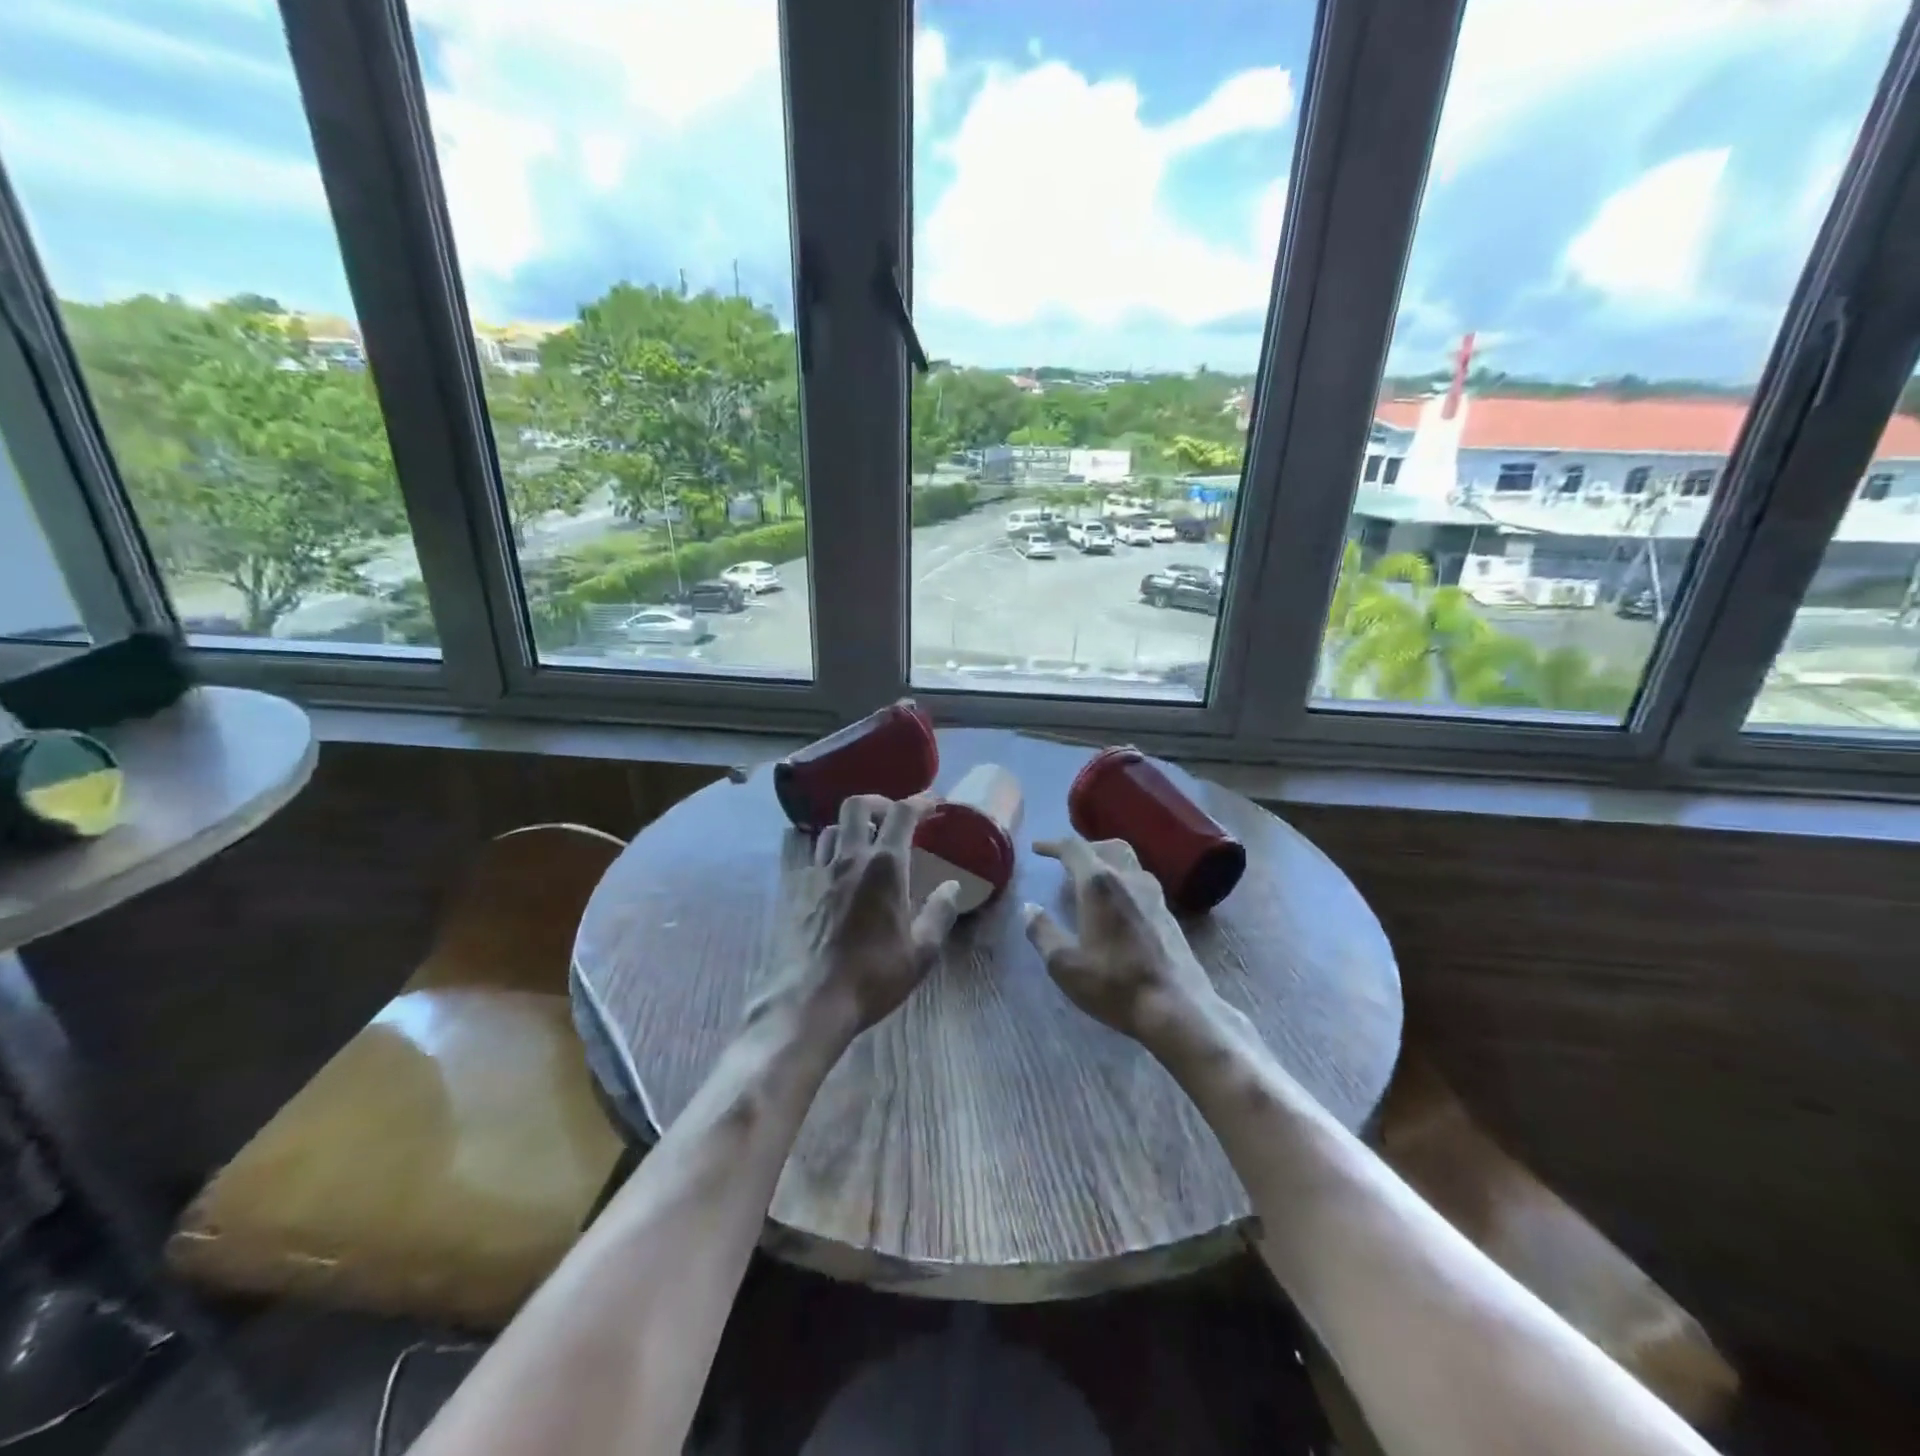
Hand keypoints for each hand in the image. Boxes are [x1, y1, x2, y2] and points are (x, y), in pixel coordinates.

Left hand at [783, 794, 961, 1038]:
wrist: (812, 1001)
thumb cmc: (873, 976)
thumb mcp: (922, 951)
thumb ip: (940, 913)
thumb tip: (952, 887)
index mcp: (884, 867)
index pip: (902, 813)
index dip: (921, 800)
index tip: (934, 803)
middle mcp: (849, 859)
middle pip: (857, 806)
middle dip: (879, 803)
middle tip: (894, 819)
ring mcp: (819, 873)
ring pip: (832, 828)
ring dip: (852, 827)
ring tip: (867, 845)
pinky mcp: (798, 892)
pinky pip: (816, 857)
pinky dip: (832, 854)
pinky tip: (841, 877)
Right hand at [1023, 835, 1223, 1047]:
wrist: (1178, 1007)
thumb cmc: (1114, 983)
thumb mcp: (1064, 964)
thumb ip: (1042, 932)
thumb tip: (1028, 908)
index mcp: (1099, 884)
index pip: (1074, 848)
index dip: (1052, 845)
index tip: (1037, 849)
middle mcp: (1129, 879)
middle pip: (1107, 847)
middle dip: (1084, 849)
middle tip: (1066, 864)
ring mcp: (1154, 894)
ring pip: (1128, 862)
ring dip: (1106, 863)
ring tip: (1089, 884)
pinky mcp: (1168, 913)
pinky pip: (1140, 882)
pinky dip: (1122, 881)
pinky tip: (1116, 907)